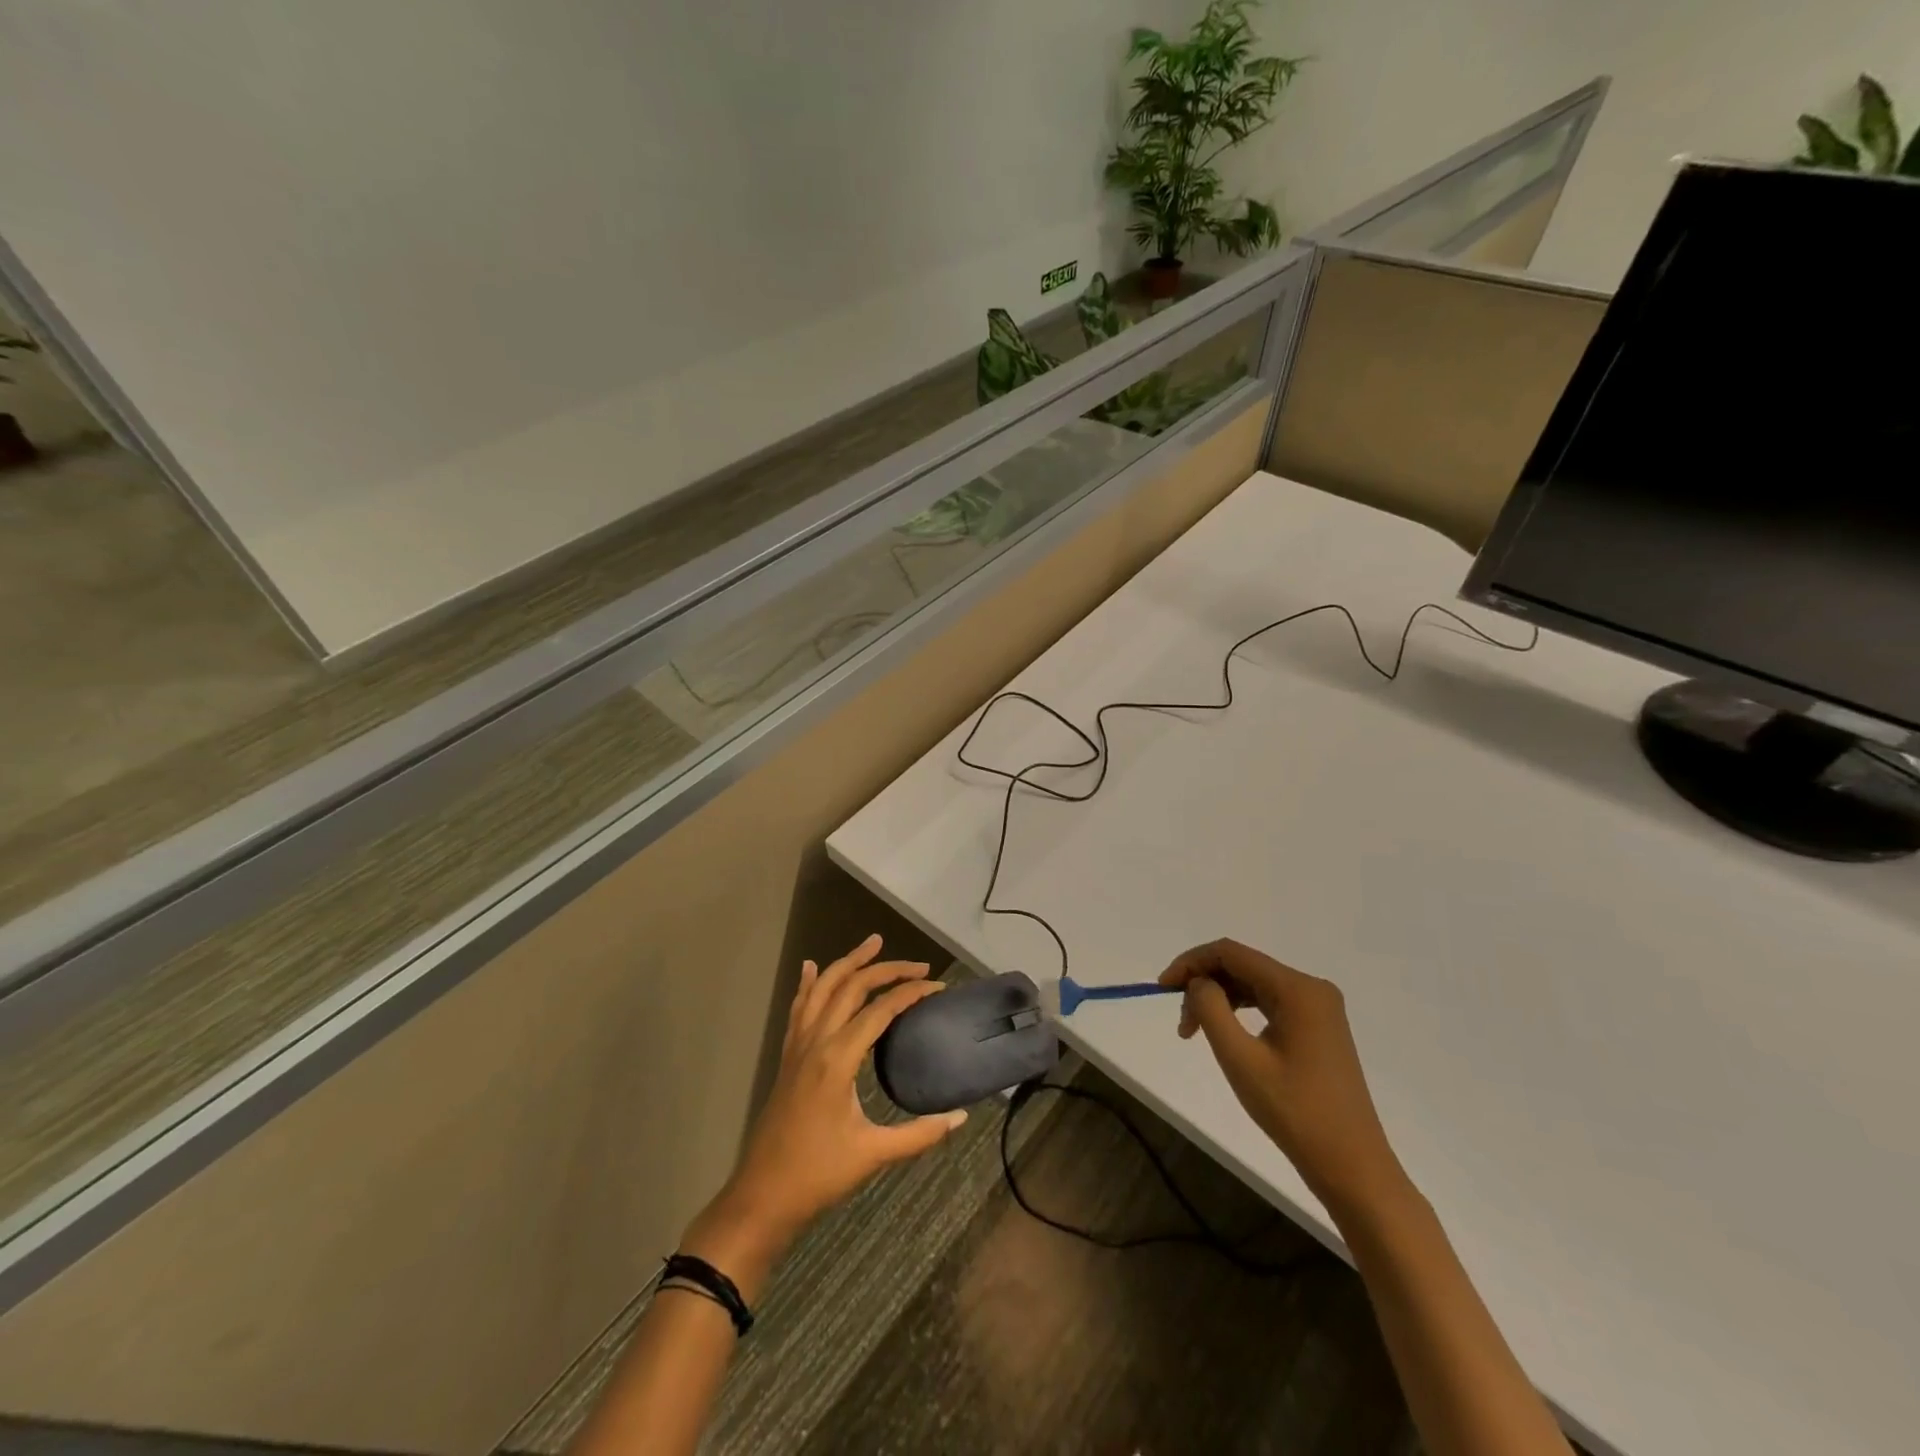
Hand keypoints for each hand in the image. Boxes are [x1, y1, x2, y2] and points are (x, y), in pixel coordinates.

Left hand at [682, 935, 965, 1295]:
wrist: (762, 1195)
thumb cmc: (818, 1175)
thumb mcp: (873, 1155)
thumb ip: (919, 1134)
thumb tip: (960, 1116)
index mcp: (838, 1058)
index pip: (880, 1010)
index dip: (911, 993)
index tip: (938, 986)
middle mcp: (816, 1041)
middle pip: (851, 986)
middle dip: (886, 969)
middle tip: (918, 964)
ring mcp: (798, 1045)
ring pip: (823, 988)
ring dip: (848, 962)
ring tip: (872, 943)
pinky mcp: (788, 1056)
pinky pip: (799, 1007)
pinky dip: (808, 983)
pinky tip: (811, 967)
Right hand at [1160, 939, 1408, 1216]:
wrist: (1352, 1167)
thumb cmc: (1294, 1112)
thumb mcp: (1240, 1059)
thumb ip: (1210, 1008)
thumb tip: (1197, 983)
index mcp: (1298, 988)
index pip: (1231, 953)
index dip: (1191, 962)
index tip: (1162, 988)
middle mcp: (1311, 988)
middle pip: (1242, 966)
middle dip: (1204, 985)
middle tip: (1181, 1022)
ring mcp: (1318, 1008)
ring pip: (1253, 985)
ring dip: (1219, 999)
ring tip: (1194, 1032)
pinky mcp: (1318, 1028)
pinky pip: (1269, 1003)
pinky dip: (1240, 1012)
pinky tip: (1224, 1034)